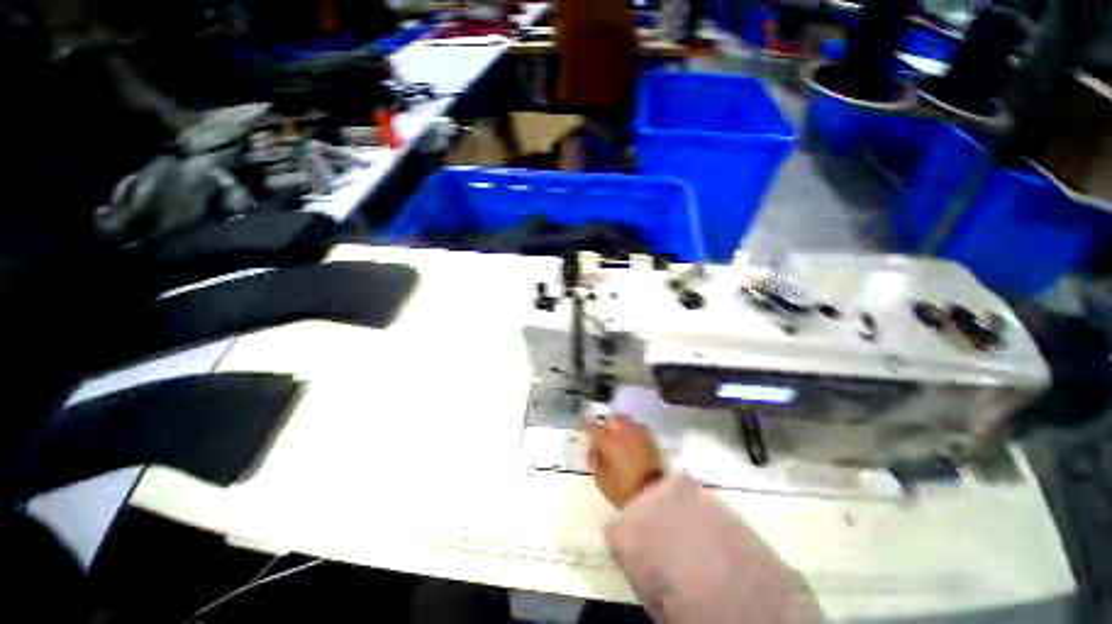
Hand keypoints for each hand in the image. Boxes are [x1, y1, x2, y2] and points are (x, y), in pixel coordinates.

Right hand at [580, 413, 663, 508]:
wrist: (654, 496)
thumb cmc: (622, 490)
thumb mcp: (601, 478)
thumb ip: (594, 459)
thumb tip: (593, 447)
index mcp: (607, 441)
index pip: (592, 426)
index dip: (584, 422)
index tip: (580, 420)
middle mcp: (622, 431)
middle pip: (610, 419)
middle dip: (605, 423)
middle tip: (601, 432)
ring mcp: (637, 433)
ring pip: (624, 420)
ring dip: (618, 424)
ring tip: (616, 433)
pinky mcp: (650, 439)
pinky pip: (636, 427)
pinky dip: (630, 430)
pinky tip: (629, 438)